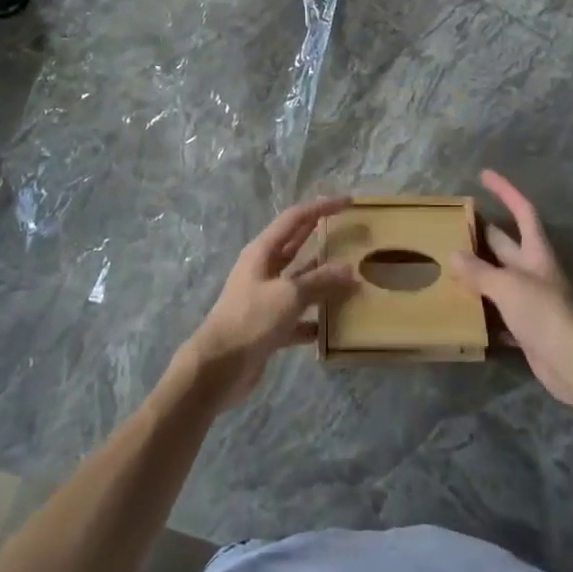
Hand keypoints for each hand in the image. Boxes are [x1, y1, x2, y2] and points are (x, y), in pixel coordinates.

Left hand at [176, 197, 358, 409]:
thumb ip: (320, 281)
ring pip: (301, 282)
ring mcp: (266, 298)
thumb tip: (350, 270)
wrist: (218, 368)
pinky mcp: (270, 326)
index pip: (295, 219)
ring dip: (324, 280)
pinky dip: (316, 318)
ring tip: (354, 279)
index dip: (321, 207)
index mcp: (262, 251)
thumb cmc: (251, 319)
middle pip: (297, 246)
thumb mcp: (289, 295)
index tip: (348, 203)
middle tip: (352, 233)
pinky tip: (337, 325)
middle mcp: (263, 269)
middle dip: (322, 237)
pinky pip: (299, 316)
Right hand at [450, 170, 572, 408]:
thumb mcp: (507, 285)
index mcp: (536, 253)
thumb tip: (453, 255)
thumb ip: (479, 271)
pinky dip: (482, 310)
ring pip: (498, 279)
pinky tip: (461, 310)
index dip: (506, 191)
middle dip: (481, 233)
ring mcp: (531, 300)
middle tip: (452, 224)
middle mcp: (534, 271)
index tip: (485, 174)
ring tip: (446, 265)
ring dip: (477, 273)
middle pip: (505, 244)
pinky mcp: (526, 328)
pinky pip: (498, 312)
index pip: (522, 212)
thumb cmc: (544, 312)